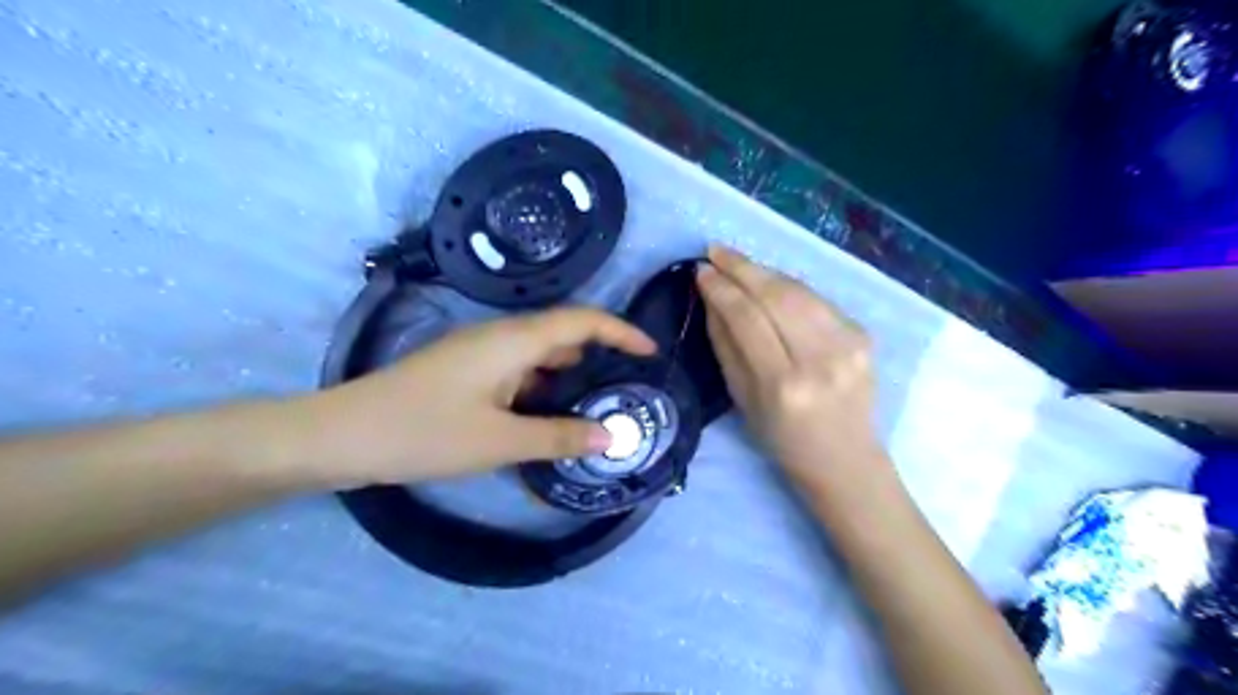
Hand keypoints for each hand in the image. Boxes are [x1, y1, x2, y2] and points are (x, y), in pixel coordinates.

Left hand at [294, 311, 656, 488]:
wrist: (342, 435)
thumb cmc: (424, 433)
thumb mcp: (499, 442)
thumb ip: (559, 437)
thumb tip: (612, 437)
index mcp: (513, 341)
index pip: (582, 320)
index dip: (620, 331)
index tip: (650, 352)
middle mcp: (500, 337)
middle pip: (563, 334)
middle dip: (600, 355)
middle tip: (628, 386)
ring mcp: (479, 353)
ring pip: (539, 354)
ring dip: (570, 374)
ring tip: (598, 404)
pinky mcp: (465, 371)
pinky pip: (517, 371)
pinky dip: (542, 388)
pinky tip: (549, 416)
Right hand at [701, 248, 885, 484]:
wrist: (845, 459)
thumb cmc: (782, 439)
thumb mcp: (742, 399)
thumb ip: (726, 345)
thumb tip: (712, 299)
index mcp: (784, 383)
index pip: (748, 318)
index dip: (722, 289)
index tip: (701, 270)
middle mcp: (820, 357)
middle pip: (777, 295)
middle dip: (742, 267)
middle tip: (716, 251)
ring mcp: (848, 343)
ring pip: (799, 290)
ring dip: (765, 271)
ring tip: (737, 261)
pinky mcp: (863, 335)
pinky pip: (817, 300)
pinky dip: (789, 286)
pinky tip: (769, 282)